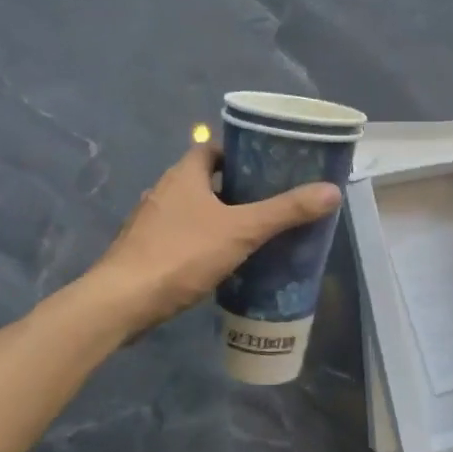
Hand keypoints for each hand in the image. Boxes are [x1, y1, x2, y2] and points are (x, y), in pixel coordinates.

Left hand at [89, 143, 341, 336]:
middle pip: (201, 179)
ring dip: (214, 216)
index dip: (236, 153)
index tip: (264, 167)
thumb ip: (285, 211)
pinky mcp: (142, 250)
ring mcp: (148, 221)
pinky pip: (177, 235)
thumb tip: (331, 191)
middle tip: (266, 201)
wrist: (121, 301)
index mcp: (183, 175)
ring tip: (248, 232)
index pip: (210, 149)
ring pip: (188, 209)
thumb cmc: (181, 254)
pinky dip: (197, 240)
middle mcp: (162, 190)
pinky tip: (217, 261)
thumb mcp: (241, 230)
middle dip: (231, 188)